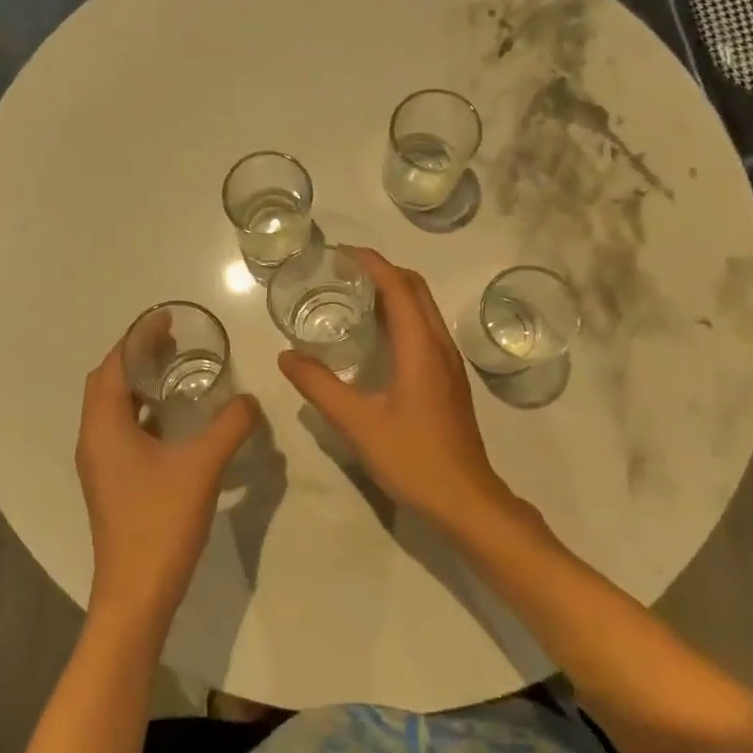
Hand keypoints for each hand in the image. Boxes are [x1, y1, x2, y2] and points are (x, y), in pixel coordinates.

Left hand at [75, 340, 258, 634]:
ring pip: (114, 407)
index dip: (137, 337)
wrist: (136, 593)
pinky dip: (143, 412)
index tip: (166, 318)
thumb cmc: (161, 522)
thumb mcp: (203, 466)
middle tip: (174, 341)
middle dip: (137, 356)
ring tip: (175, 371)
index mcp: (104, 426)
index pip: (114, 364)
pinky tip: (173, 420)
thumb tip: (251, 400)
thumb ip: (230, 425)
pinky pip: (122, 430)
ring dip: (139, 384)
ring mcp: (100, 463)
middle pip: (108, 381)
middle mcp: (94, 438)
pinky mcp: (111, 482)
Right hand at [278, 248, 516, 534]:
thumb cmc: (413, 458)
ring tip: (353, 295)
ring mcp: (448, 363)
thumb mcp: (357, 423)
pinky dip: (400, 315)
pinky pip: (424, 329)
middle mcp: (439, 346)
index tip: (339, 252)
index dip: (371, 263)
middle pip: (415, 289)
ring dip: (393, 291)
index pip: (398, 287)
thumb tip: (287, 356)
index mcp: (421, 348)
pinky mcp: (448, 380)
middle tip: (341, 271)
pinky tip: (375, 337)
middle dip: (381, 270)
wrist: (465, 500)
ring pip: (423, 309)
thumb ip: (319, 386)